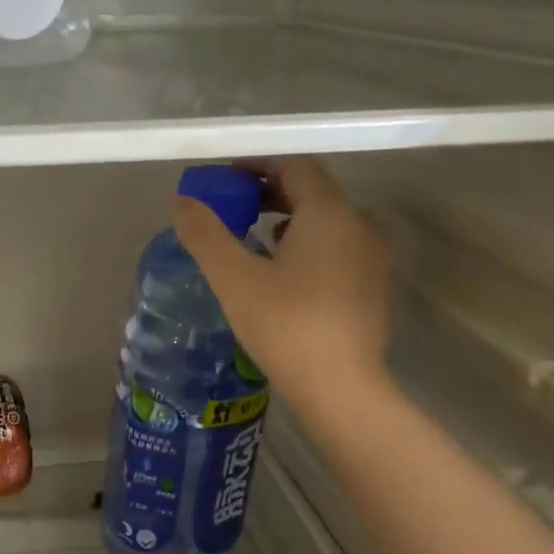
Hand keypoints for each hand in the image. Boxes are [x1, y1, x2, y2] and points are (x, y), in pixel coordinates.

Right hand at [174, 157, 393, 415]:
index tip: (224, 181)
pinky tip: (281, 273)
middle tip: (232, 209)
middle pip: (312, 191)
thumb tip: (182, 201)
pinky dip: (306, 245)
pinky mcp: (371, 286)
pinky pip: (336, 247)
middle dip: (269, 193)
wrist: (340, 387)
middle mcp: (359, 224)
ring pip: (326, 221)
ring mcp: (371, 257)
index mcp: (329, 213)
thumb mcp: (234, 278)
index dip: (257, 166)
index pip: (294, 166)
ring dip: (287, 219)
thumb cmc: (285, 325)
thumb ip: (206, 234)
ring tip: (251, 239)